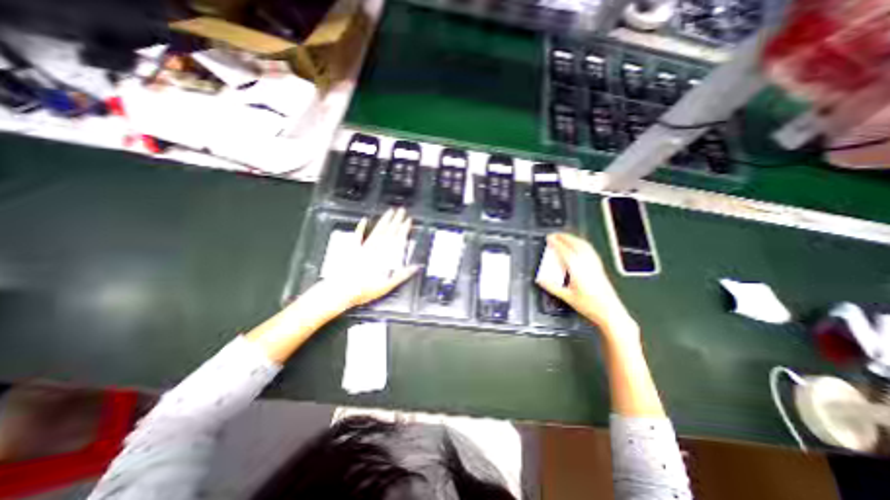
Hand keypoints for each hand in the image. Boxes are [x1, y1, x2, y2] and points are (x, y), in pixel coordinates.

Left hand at [316, 208, 420, 311]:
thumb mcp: (387, 286)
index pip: (396, 239)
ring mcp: (363, 248)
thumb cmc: (363, 290)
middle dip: (396, 220)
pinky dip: (361, 227)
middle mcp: (374, 250)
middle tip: (402, 210)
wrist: (340, 292)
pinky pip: (358, 236)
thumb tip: (415, 267)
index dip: (404, 229)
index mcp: (384, 257)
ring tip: (389, 212)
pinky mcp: (353, 250)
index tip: (408, 220)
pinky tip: (364, 220)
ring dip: (384, 220)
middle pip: (388, 232)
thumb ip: (402, 275)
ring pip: (376, 231)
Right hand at [535, 232, 638, 344]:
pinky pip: (590, 250)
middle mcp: (587, 264)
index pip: (565, 251)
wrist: (610, 312)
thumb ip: (552, 287)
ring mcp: (595, 265)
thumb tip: (541, 280)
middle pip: (576, 244)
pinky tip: (580, 246)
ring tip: (565, 237)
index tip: (549, 238)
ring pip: (584, 246)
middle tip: (555, 234)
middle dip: (564, 237)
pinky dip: (582, 244)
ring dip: (573, 238)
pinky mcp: (599, 267)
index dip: (556, 243)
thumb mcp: (567, 297)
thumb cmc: (590, 306)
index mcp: (578, 270)